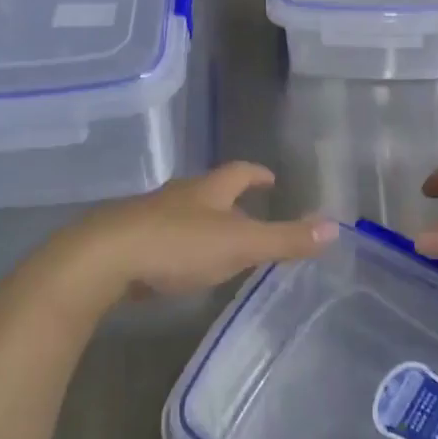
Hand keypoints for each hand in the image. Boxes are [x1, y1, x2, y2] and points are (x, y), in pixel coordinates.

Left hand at [58, 163, 338, 299]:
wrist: (102, 259)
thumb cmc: (177, 245)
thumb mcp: (239, 244)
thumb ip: (285, 239)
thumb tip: (335, 227)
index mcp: (208, 190)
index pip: (239, 172)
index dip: (257, 174)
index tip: (270, 178)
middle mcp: (178, 195)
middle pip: (209, 190)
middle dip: (230, 199)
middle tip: (249, 213)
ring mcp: (148, 216)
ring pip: (183, 212)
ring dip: (202, 222)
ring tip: (217, 241)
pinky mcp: (126, 239)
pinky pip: (159, 236)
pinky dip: (176, 245)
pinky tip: (177, 265)